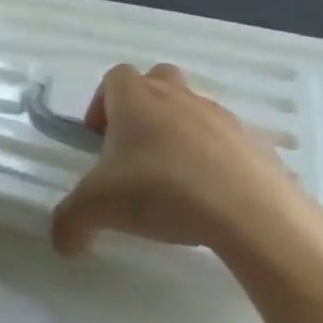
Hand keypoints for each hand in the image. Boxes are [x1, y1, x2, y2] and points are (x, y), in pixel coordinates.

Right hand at [50, 63, 308, 259]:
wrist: (253, 216)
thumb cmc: (161, 190)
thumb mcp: (98, 208)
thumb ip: (71, 221)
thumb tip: (61, 244)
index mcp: (136, 98)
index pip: (114, 77)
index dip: (102, 102)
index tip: (99, 136)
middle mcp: (179, 98)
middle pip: (159, 80)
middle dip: (146, 104)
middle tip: (136, 145)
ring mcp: (225, 119)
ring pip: (197, 111)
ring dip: (184, 133)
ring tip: (176, 179)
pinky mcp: (261, 148)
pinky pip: (233, 146)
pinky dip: (220, 162)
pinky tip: (214, 199)